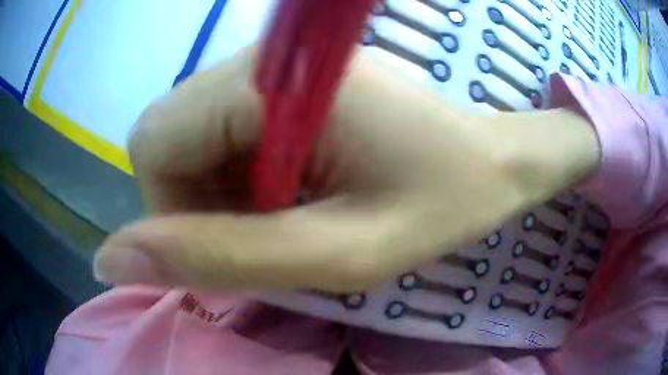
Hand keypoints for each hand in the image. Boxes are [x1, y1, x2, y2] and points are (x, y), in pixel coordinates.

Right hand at [94, 48, 598, 292]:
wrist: (495, 162)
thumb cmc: (444, 202)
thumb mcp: (336, 252)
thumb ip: (213, 257)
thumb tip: (110, 257)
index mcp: (269, 81)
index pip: (152, 144)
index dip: (172, 211)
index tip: (237, 248)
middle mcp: (258, 59)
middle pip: (166, 139)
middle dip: (197, 205)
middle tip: (272, 238)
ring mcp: (274, 68)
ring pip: (192, 140)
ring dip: (223, 196)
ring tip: (294, 219)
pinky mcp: (291, 84)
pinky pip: (224, 135)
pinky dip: (242, 180)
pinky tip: (297, 195)